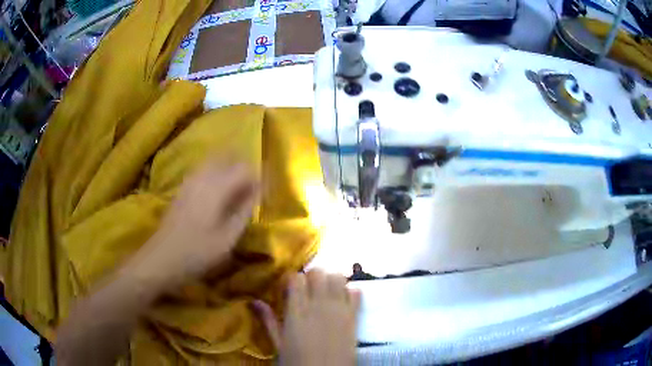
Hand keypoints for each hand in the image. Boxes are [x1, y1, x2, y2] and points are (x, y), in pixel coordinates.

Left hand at [129, 161, 259, 287]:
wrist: (162, 259)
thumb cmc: (197, 252)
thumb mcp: (227, 239)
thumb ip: (243, 212)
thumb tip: (256, 193)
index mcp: (216, 188)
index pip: (243, 169)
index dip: (256, 177)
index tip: (262, 193)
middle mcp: (202, 177)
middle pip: (227, 158)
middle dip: (242, 168)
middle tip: (250, 189)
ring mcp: (189, 181)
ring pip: (213, 162)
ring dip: (228, 169)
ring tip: (236, 190)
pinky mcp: (182, 189)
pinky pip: (203, 171)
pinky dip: (215, 174)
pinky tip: (217, 193)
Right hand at [254, 270, 360, 365]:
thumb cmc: (298, 362)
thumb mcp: (279, 343)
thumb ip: (268, 320)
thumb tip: (254, 301)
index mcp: (298, 311)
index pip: (296, 278)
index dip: (292, 280)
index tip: (288, 290)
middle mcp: (319, 305)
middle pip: (318, 272)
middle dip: (312, 277)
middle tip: (307, 290)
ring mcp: (339, 309)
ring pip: (338, 277)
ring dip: (331, 281)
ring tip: (325, 293)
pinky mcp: (354, 316)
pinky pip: (357, 292)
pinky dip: (350, 291)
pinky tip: (343, 301)